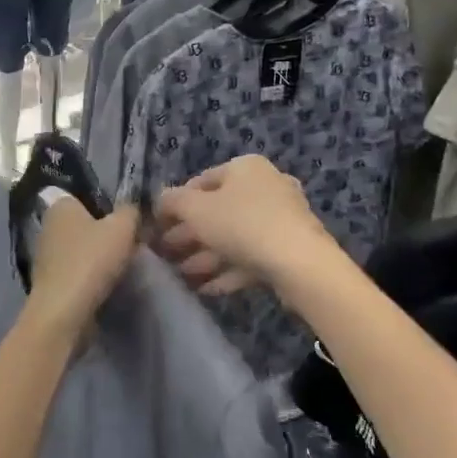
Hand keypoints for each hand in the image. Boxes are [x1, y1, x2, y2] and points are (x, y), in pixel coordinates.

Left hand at [24, 198, 141, 335]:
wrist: (64, 311)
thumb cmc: (91, 260)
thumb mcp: (123, 227)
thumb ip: (130, 211)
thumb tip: (132, 208)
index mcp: (60, 205)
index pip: (86, 196)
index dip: (108, 207)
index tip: (127, 222)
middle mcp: (47, 225)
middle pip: (84, 224)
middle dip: (104, 234)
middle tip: (130, 244)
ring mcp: (45, 255)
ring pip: (80, 249)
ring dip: (97, 257)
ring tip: (121, 267)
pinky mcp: (48, 281)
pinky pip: (75, 271)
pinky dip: (88, 276)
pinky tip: (105, 284)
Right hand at [152, 155, 336, 297]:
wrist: (299, 263)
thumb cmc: (241, 224)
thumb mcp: (195, 209)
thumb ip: (172, 202)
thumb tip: (160, 200)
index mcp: (245, 168)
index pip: (201, 181)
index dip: (176, 204)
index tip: (157, 226)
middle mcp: (266, 188)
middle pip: (218, 211)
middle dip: (189, 235)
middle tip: (166, 253)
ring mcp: (281, 220)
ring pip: (234, 237)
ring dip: (205, 256)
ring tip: (181, 275)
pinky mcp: (289, 250)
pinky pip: (251, 258)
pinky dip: (227, 271)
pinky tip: (206, 289)